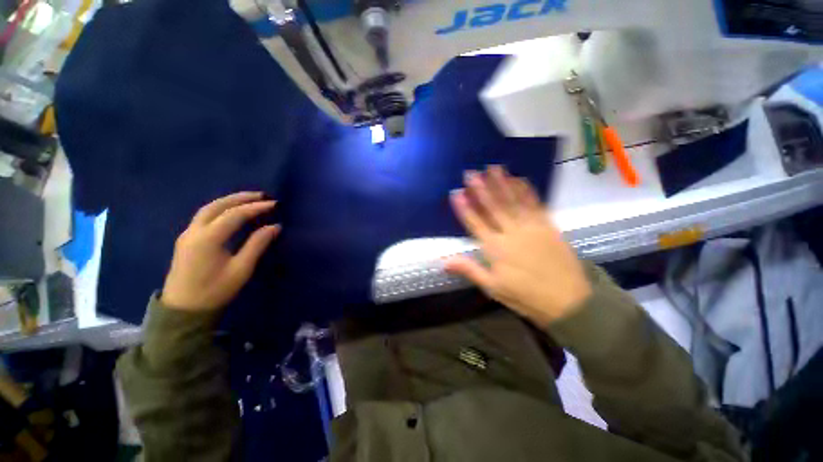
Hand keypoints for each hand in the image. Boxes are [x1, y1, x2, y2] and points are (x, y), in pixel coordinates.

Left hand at [161, 192, 280, 310]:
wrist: (183, 309)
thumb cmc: (215, 290)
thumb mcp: (241, 269)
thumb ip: (257, 244)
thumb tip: (275, 226)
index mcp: (208, 239)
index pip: (235, 215)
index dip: (256, 208)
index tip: (275, 204)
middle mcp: (194, 231)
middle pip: (218, 206)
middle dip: (241, 198)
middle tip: (262, 195)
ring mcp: (187, 234)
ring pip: (208, 208)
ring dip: (229, 200)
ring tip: (249, 199)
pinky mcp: (187, 239)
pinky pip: (204, 216)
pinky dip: (221, 208)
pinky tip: (231, 211)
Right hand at [445, 166, 590, 326]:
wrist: (568, 301)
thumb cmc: (525, 296)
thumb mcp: (493, 288)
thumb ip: (469, 270)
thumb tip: (443, 262)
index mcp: (495, 248)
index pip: (475, 223)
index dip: (464, 207)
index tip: (456, 192)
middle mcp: (511, 233)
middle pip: (493, 207)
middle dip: (480, 188)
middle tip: (471, 172)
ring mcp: (531, 227)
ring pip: (513, 201)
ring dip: (502, 183)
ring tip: (493, 168)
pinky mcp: (548, 226)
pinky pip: (535, 204)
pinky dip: (526, 190)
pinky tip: (519, 179)